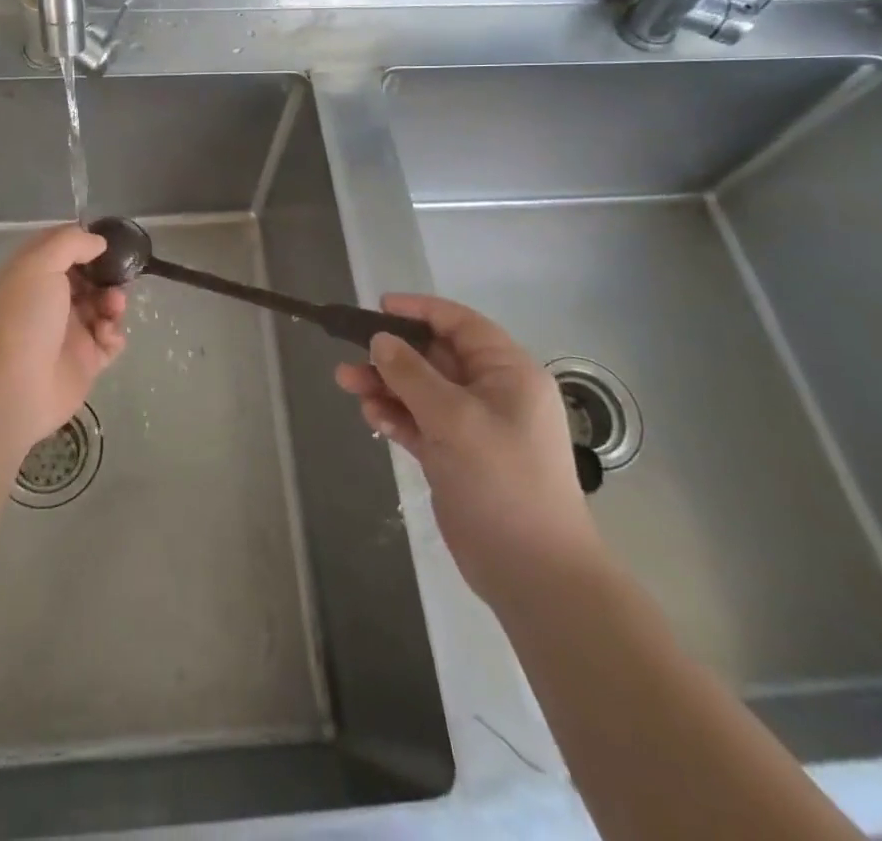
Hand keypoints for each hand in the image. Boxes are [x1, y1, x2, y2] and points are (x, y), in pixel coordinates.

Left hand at [0, 224, 127, 447]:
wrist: (15, 385)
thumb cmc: (26, 316)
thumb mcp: (41, 264)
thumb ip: (71, 243)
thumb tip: (98, 242)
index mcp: (34, 274)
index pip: (62, 249)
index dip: (84, 242)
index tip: (107, 241)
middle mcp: (51, 300)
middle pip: (89, 277)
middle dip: (107, 274)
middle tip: (118, 278)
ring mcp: (69, 331)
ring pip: (103, 307)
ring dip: (114, 302)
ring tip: (112, 309)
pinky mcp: (85, 361)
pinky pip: (110, 341)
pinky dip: (114, 334)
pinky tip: (106, 336)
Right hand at [335, 294, 600, 605]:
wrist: (534, 573)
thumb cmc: (502, 481)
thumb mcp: (454, 419)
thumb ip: (412, 374)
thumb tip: (380, 340)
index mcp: (508, 373)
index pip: (460, 325)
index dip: (420, 310)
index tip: (378, 307)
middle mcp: (492, 393)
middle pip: (435, 357)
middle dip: (392, 354)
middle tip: (350, 355)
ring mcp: (473, 426)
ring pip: (421, 390)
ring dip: (386, 385)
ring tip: (347, 385)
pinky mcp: (455, 456)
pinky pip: (419, 422)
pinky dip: (395, 416)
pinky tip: (372, 417)